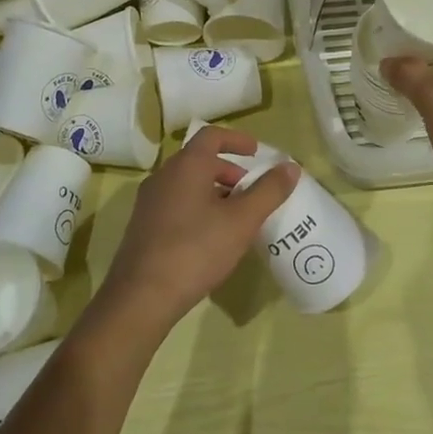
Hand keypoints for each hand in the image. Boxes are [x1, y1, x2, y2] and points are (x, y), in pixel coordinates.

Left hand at [96, 125, 297, 334]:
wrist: (141, 296)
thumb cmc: (195, 250)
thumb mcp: (241, 221)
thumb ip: (268, 191)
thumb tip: (291, 167)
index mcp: (186, 166)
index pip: (212, 136)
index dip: (237, 140)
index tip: (257, 152)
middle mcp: (164, 176)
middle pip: (199, 161)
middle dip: (229, 171)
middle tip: (251, 192)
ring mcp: (149, 202)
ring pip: (187, 184)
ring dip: (214, 191)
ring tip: (236, 218)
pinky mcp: (143, 226)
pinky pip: (176, 204)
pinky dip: (198, 208)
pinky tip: (211, 239)